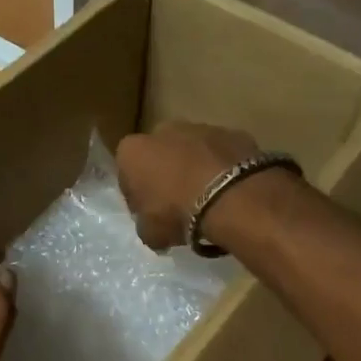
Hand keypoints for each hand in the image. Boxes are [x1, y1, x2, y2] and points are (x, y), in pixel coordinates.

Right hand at [115, 122, 260, 249]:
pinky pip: (222, 155)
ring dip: (195, 170)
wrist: (231, 196)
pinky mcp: (233, 133)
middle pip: (160, 155)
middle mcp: (163, 131)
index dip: (137, 196)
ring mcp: (201, 127)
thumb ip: (145, 224)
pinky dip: (223, 169)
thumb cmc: (176, 212)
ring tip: (208, 200)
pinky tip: (230, 193)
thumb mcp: (149, 233)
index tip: (149, 213)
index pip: (127, 174)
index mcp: (132, 150)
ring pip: (192, 151)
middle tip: (178, 205)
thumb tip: (153, 225)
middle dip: (166, 175)